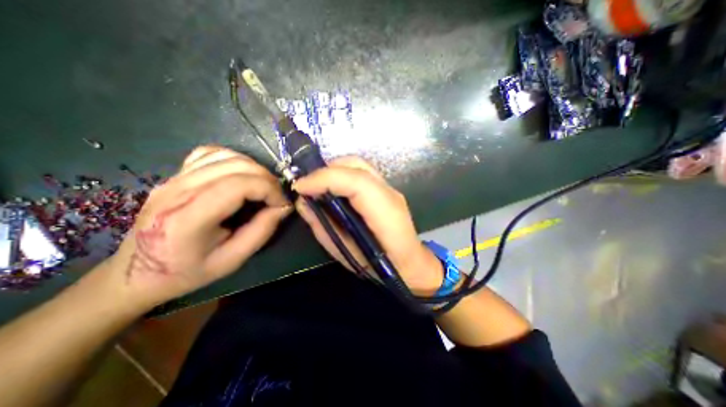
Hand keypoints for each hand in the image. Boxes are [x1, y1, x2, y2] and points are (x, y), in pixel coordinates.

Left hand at [106, 147, 288, 308]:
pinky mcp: (176, 174)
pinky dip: (235, 160)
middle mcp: (177, 190)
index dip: (269, 189)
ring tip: (263, 186)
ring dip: (255, 168)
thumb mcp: (232, 260)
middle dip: (267, 178)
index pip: (238, 185)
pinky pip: (211, 153)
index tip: (282, 204)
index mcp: (188, 218)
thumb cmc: (188, 271)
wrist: (138, 271)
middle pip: (236, 165)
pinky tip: (242, 175)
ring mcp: (174, 178)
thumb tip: (284, 207)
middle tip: (276, 196)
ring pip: (226, 155)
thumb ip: (262, 231)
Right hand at [293, 155, 441, 294]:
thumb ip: (324, 227)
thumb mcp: (346, 253)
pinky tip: (333, 188)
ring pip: (359, 165)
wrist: (410, 264)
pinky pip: (361, 173)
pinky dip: (342, 175)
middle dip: (327, 170)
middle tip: (307, 185)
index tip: (300, 187)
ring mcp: (390, 189)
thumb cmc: (379, 267)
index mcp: (386, 214)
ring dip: (333, 170)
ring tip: (317, 186)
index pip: (357, 182)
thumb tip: (304, 203)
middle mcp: (390, 194)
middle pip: (357, 165)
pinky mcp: (386, 189)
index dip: (326, 179)